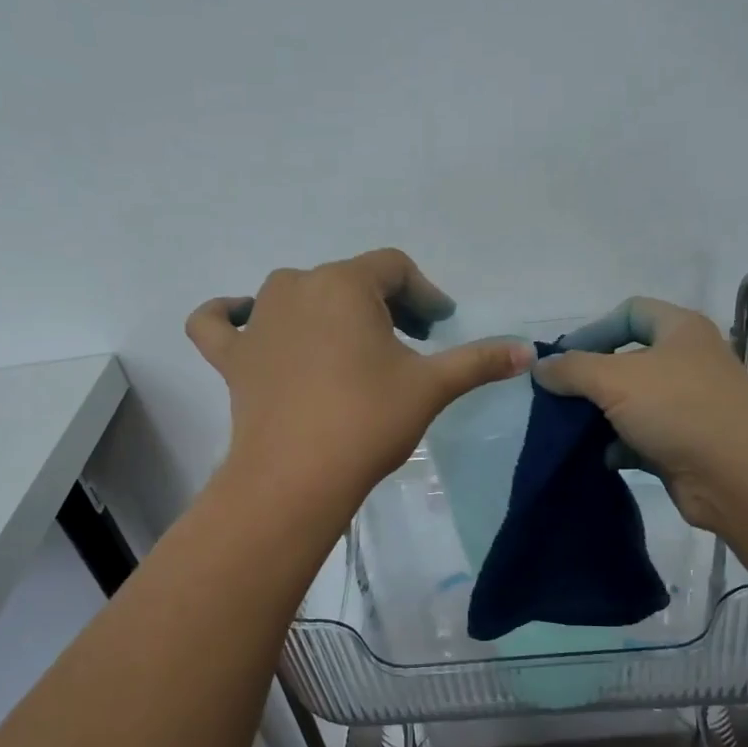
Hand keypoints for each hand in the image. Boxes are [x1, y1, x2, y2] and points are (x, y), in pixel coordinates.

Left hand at [187, 250, 533, 509]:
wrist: (295, 478)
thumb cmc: (367, 421)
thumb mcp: (431, 387)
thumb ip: (479, 361)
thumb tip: (528, 351)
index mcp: (346, 284)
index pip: (394, 268)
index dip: (424, 293)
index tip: (441, 326)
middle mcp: (296, 286)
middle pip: (350, 280)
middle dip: (384, 305)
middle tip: (408, 344)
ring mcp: (256, 320)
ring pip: (295, 295)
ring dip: (326, 310)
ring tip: (350, 346)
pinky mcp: (231, 357)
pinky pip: (220, 323)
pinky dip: (230, 317)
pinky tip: (244, 323)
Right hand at [535, 297, 747, 531]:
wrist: (741, 476)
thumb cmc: (680, 409)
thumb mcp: (616, 379)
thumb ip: (572, 369)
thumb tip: (540, 368)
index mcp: (680, 330)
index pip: (630, 312)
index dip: (593, 329)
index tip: (561, 359)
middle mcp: (686, 363)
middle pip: (627, 360)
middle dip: (590, 379)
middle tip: (558, 398)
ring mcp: (687, 406)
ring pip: (632, 403)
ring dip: (600, 416)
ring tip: (569, 430)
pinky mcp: (684, 445)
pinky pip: (641, 439)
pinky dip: (618, 446)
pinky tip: (600, 457)